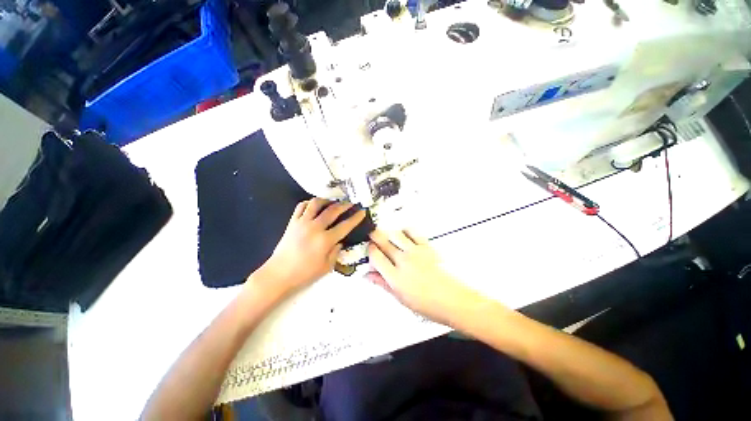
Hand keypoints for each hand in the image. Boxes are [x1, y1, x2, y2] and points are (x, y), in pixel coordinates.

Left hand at [255, 198, 365, 295]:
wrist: (279, 274)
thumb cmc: (304, 273)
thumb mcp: (327, 267)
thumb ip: (336, 252)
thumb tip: (340, 241)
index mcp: (325, 240)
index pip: (345, 225)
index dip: (356, 218)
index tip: (362, 211)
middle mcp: (315, 227)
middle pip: (333, 210)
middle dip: (344, 205)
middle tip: (350, 203)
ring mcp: (302, 223)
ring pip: (316, 203)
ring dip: (327, 200)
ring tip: (332, 202)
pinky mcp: (292, 222)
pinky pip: (301, 206)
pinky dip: (309, 203)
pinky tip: (314, 205)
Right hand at [367, 229, 481, 325]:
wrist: (454, 300)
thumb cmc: (429, 304)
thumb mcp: (400, 298)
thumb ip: (382, 283)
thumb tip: (369, 276)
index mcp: (395, 277)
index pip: (375, 256)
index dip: (370, 250)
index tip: (370, 249)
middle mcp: (404, 261)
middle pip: (382, 241)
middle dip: (374, 236)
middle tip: (373, 236)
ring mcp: (416, 252)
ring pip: (395, 234)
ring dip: (388, 232)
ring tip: (387, 235)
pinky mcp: (427, 246)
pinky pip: (412, 232)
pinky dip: (405, 230)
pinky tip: (403, 234)